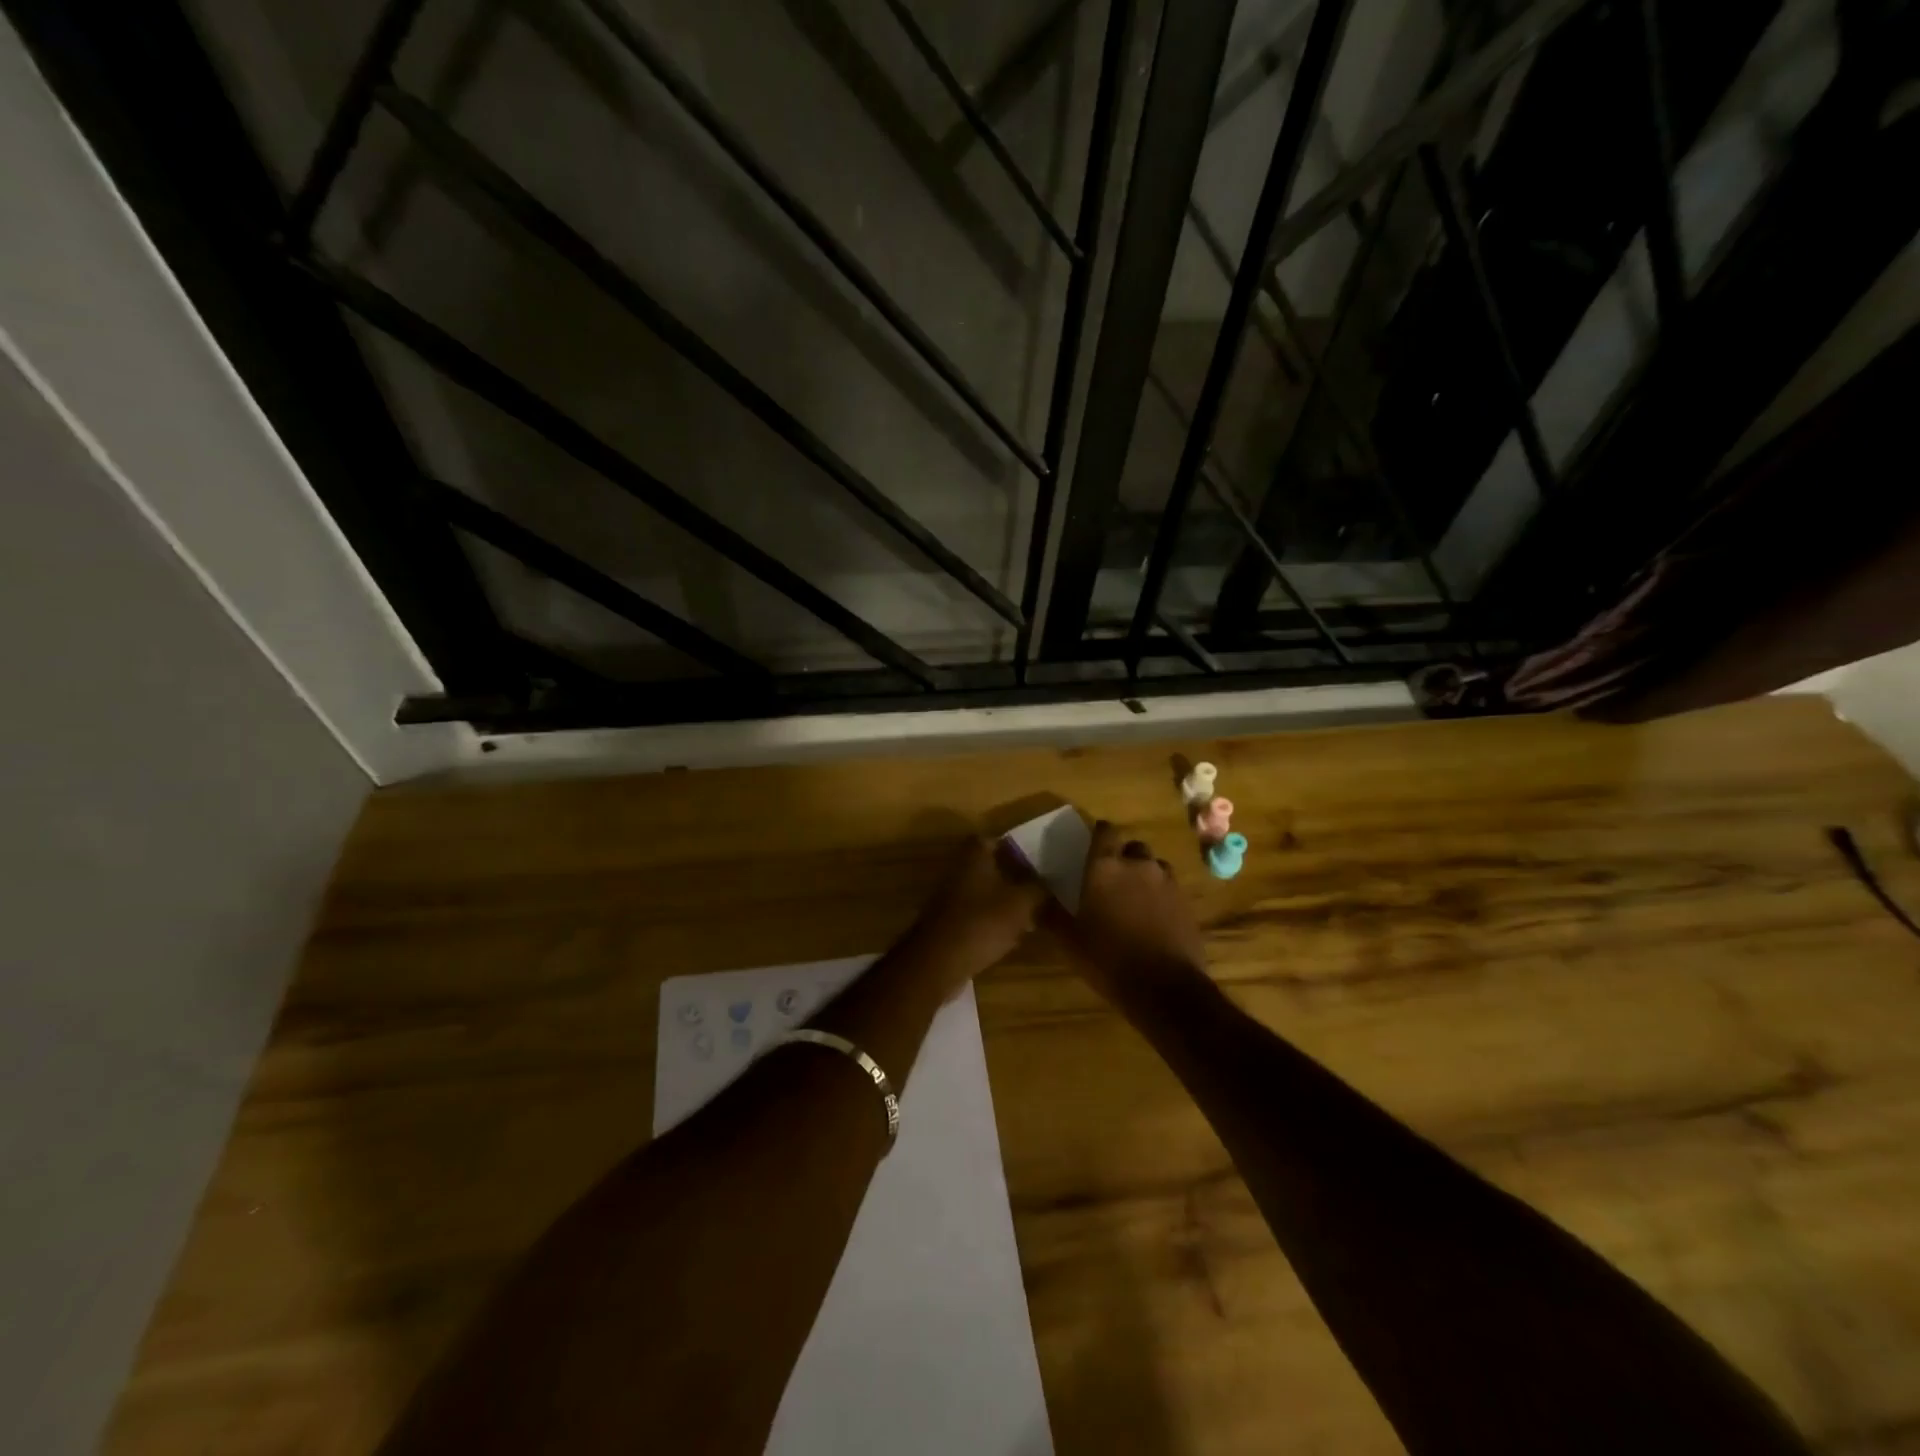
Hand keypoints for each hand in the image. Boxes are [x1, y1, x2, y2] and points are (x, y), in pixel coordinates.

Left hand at [900, 836, 1048, 995]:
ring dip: (1005, 901)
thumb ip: (1037, 888)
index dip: (1013, 847)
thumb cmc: (982, 922)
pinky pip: (976, 915)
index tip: (1034, 859)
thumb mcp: (1021, 903)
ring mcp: (950, 898)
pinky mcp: (949, 923)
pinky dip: (993, 921)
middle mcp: (959, 871)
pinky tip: (1012, 936)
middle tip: (1037, 888)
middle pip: (989, 867)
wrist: (939, 961)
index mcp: (974, 856)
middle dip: (1013, 877)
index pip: (993, 840)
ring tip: (1032, 915)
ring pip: (984, 893)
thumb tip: (1047, 881)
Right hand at [1055, 820, 1207, 1002]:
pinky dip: (1161, 896)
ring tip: (1133, 898)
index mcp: (1105, 867)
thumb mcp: (1069, 940)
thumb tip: (1033, 896)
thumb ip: (1050, 913)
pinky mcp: (1187, 904)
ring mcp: (1167, 883)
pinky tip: (1152, 918)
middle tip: (1111, 878)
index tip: (1092, 845)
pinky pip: (1170, 889)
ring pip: (1155, 867)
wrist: (1165, 988)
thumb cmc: (1108, 958)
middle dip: (1123, 857)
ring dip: (1144, 875)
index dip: (1099, 834)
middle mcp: (1139, 865)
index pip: (1105, 831)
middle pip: (1133, 847)